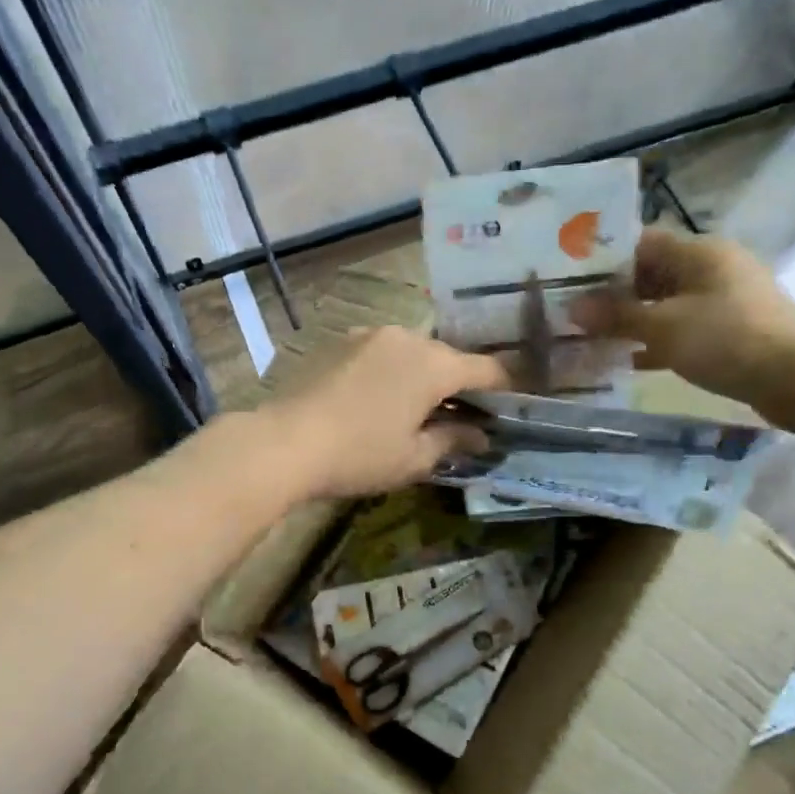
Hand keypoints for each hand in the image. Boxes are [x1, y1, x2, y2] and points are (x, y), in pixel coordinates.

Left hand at [269, 327, 508, 499]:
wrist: (284, 442)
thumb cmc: (359, 454)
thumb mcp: (414, 458)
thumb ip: (453, 440)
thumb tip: (480, 435)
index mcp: (433, 364)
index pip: (486, 369)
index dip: (504, 388)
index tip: (510, 408)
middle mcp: (406, 338)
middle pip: (447, 358)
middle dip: (460, 385)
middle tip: (463, 417)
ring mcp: (369, 335)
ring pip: (412, 352)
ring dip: (423, 376)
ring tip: (418, 409)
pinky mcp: (341, 342)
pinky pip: (381, 353)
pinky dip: (392, 371)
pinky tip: (380, 399)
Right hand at [570, 228, 794, 421]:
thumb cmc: (727, 339)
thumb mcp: (663, 326)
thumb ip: (616, 316)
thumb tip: (571, 308)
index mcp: (698, 252)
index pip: (640, 242)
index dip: (603, 259)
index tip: (569, 280)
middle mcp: (712, 268)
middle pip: (651, 273)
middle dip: (613, 294)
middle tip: (574, 314)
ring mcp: (724, 300)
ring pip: (665, 304)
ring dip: (632, 321)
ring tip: (592, 338)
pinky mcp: (731, 331)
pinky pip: (683, 329)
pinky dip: (656, 342)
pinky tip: (629, 362)